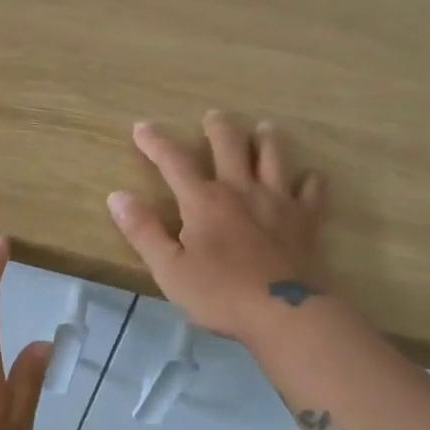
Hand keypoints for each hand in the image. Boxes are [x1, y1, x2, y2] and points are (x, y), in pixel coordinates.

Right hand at [107, 112, 329, 341]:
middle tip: (213, 116)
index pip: (174, 161)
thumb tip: (117, 196)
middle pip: (230, 144)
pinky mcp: (306, 220)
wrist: (284, 314)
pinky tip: (308, 178)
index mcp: (203, 200)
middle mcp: (240, 189)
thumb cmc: (219, 294)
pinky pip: (312, 190)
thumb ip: (143, 231)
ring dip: (266, 139)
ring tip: (263, 129)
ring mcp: (278, 201)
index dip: (156, 141)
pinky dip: (309, 181)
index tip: (142, 126)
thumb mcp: (169, 269)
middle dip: (218, 127)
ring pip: (273, 156)